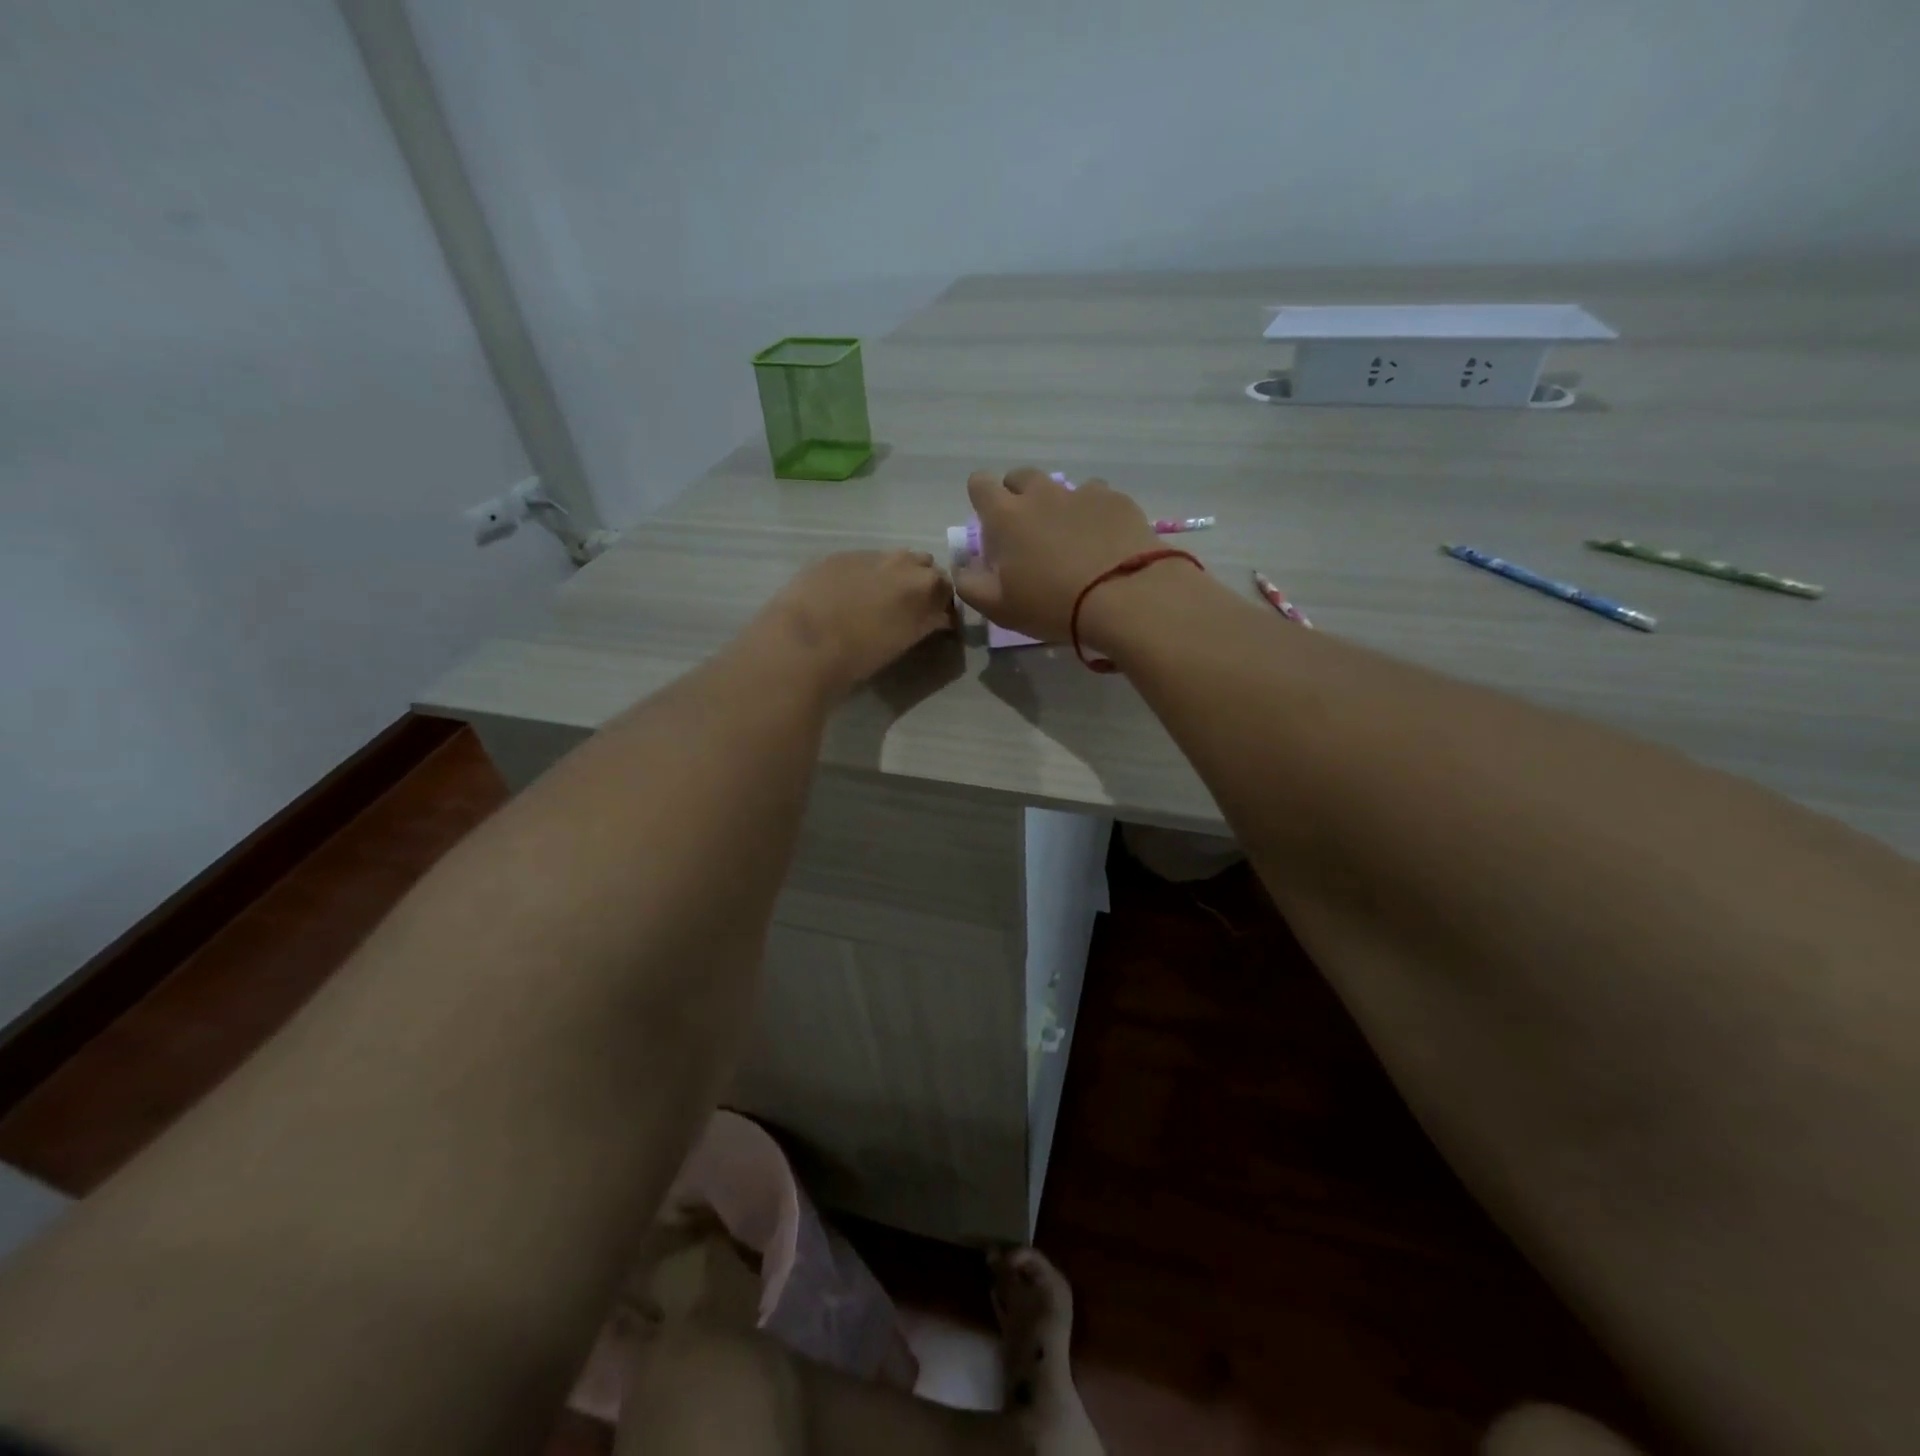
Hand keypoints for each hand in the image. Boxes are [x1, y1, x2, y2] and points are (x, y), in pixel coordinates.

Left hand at [752, 550, 954, 695]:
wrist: (802, 642)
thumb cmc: (859, 654)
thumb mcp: (904, 641)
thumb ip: (926, 622)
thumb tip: (939, 617)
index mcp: (925, 586)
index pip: (949, 589)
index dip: (943, 605)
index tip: (937, 621)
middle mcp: (902, 562)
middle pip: (924, 566)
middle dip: (922, 584)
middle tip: (909, 610)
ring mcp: (868, 555)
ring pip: (893, 560)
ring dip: (893, 575)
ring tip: (877, 601)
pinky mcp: (837, 556)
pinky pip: (862, 561)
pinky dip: (863, 575)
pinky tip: (846, 596)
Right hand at [951, 468, 1163, 641]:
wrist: (1126, 597)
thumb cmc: (1053, 605)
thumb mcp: (999, 608)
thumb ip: (970, 584)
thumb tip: (963, 567)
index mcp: (1006, 515)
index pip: (980, 483)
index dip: (981, 499)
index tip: (990, 525)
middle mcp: (1041, 493)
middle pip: (1020, 477)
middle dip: (1018, 497)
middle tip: (1028, 533)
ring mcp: (1081, 492)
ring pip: (1060, 487)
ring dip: (1057, 506)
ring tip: (1070, 539)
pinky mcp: (1116, 499)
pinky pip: (1096, 497)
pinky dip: (1093, 513)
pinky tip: (1103, 541)